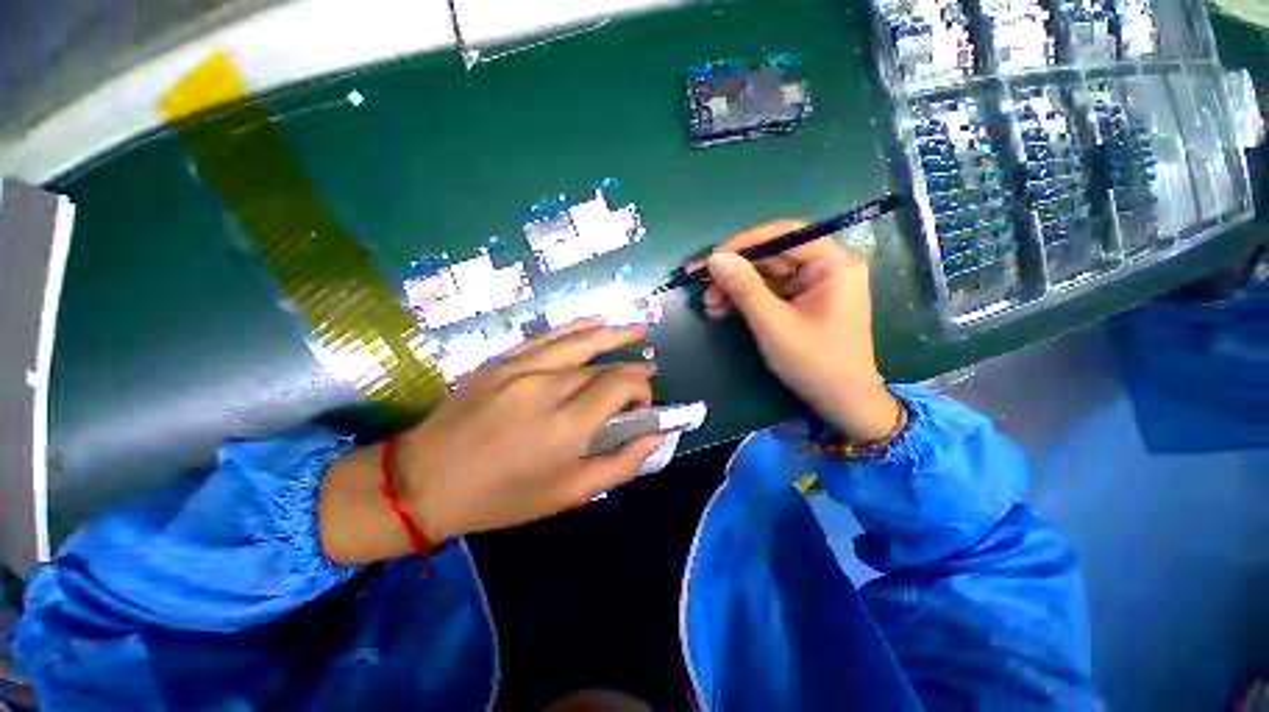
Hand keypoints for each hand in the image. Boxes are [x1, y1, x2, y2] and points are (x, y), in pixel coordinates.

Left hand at [319, 320, 662, 564]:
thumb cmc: (503, 497)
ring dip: (613, 334)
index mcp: (566, 425)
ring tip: (637, 330)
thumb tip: (655, 436)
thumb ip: (621, 464)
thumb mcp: (570, 495)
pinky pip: (548, 336)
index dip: (641, 389)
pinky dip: (577, 327)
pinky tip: (596, 321)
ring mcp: (522, 367)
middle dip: (630, 372)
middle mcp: (548, 387)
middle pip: (603, 367)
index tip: (644, 405)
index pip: (620, 386)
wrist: (425, 482)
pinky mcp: (502, 360)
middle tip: (643, 378)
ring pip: (580, 342)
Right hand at [693, 220, 899, 440]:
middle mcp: (826, 266)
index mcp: (833, 263)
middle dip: (734, 271)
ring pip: (766, 274)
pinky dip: (745, 299)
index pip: (784, 235)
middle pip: (772, 255)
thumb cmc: (813, 363)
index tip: (711, 258)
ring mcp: (814, 284)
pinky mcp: (803, 301)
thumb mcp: (773, 324)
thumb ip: (744, 288)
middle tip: (700, 283)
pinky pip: (769, 291)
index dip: (744, 243)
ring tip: (708, 304)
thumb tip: (715, 258)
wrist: (841, 402)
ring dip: (735, 287)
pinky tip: (721, 310)